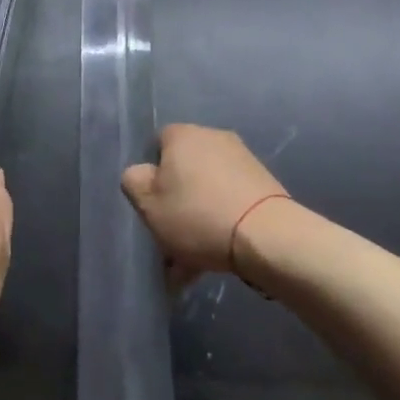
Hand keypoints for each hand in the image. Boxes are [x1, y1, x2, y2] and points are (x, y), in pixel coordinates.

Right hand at [121, 124, 289, 275]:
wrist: (265, 235)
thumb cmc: (197, 215)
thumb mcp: (148, 203)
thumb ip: (133, 181)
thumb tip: (142, 173)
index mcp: (183, 135)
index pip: (156, 146)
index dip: (150, 176)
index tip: (151, 206)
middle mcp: (213, 137)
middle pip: (183, 171)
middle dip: (175, 204)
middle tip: (169, 240)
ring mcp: (242, 159)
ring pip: (206, 191)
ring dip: (196, 220)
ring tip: (189, 264)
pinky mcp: (262, 183)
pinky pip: (228, 202)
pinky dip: (219, 223)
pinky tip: (212, 258)